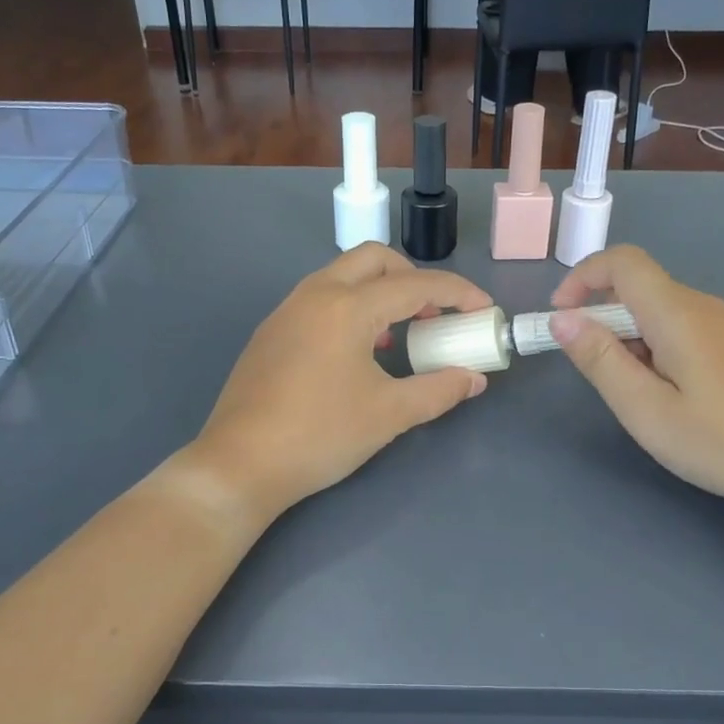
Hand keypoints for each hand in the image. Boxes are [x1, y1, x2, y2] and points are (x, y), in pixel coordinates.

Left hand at [191, 245, 492, 523]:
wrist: (240, 464)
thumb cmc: (320, 435)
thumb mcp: (389, 414)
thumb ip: (439, 390)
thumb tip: (474, 379)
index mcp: (346, 307)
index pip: (415, 284)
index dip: (457, 293)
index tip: (483, 310)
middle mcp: (314, 295)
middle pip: (374, 260)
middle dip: (413, 278)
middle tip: (434, 314)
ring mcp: (286, 311)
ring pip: (342, 276)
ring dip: (379, 292)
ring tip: (399, 335)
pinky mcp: (271, 332)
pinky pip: (320, 299)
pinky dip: (350, 308)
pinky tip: (357, 352)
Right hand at [549, 247, 723, 519]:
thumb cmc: (722, 441)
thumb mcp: (646, 409)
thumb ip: (600, 360)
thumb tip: (562, 319)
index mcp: (678, 313)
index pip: (622, 262)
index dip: (582, 277)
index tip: (560, 317)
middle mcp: (703, 306)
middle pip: (638, 288)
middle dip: (602, 319)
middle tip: (596, 376)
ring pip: (659, 311)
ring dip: (629, 338)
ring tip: (635, 396)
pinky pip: (683, 329)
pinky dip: (656, 348)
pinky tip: (669, 396)